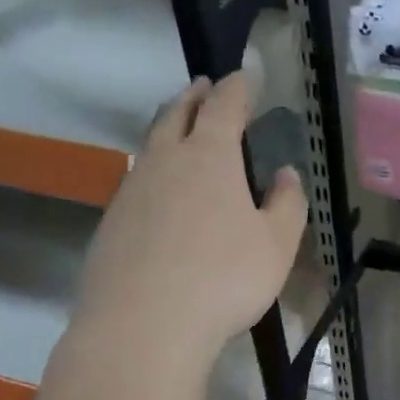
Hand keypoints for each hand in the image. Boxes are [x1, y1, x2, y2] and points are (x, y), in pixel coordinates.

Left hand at [76, 72, 306, 367]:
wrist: (144, 324)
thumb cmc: (224, 279)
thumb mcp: (276, 244)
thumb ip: (287, 204)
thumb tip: (285, 173)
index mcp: (210, 157)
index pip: (225, 107)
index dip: (238, 87)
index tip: (246, 75)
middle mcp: (166, 161)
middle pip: (177, 114)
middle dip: (195, 97)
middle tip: (204, 86)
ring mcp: (132, 190)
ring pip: (151, 144)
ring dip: (169, 127)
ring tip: (181, 127)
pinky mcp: (112, 222)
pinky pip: (137, 180)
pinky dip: (153, 168)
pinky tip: (161, 189)